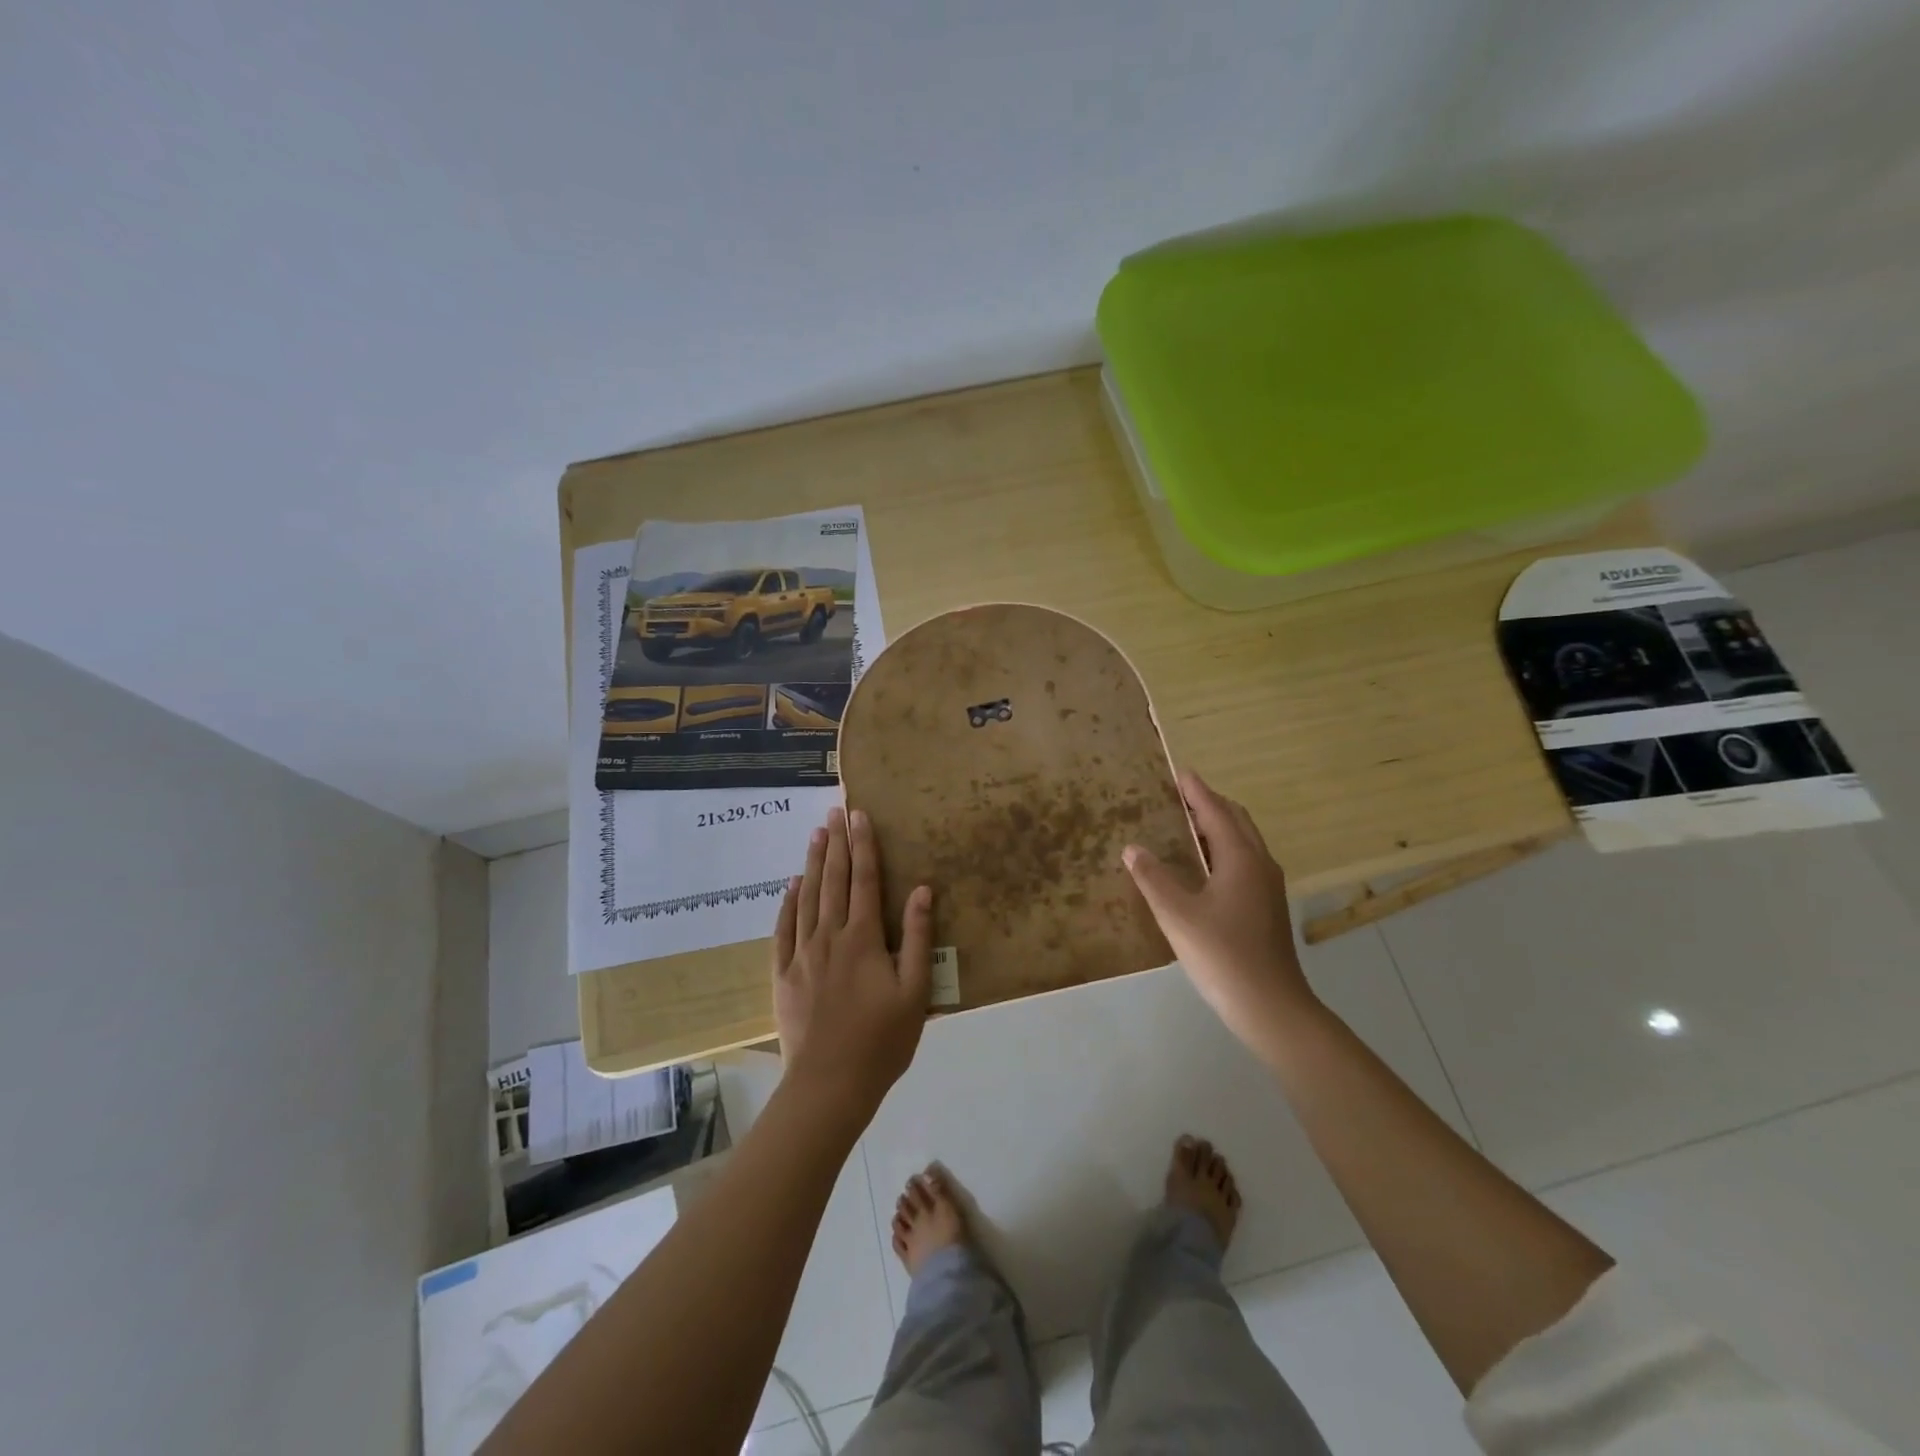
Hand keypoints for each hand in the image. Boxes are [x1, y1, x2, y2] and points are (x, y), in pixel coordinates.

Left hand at [772, 806, 933, 1121]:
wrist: (829, 1084)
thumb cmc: (882, 1041)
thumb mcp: (915, 992)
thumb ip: (917, 938)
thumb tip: (921, 890)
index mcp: (863, 938)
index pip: (865, 880)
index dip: (864, 845)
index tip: (859, 815)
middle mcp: (830, 936)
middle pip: (834, 881)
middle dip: (837, 844)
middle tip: (835, 812)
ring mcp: (802, 954)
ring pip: (807, 897)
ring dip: (814, 863)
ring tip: (816, 834)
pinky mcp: (784, 974)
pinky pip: (783, 928)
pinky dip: (787, 902)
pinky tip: (791, 884)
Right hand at [1123, 770, 1316, 1047]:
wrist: (1271, 1006)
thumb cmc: (1222, 955)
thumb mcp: (1177, 915)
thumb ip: (1153, 878)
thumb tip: (1133, 848)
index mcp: (1240, 858)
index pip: (1216, 812)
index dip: (1196, 791)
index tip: (1179, 772)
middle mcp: (1260, 864)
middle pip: (1236, 821)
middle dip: (1209, 804)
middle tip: (1179, 797)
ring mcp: (1268, 887)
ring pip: (1243, 842)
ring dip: (1217, 827)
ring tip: (1186, 826)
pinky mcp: (1267, 906)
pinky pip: (1244, 861)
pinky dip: (1222, 849)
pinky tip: (1203, 868)